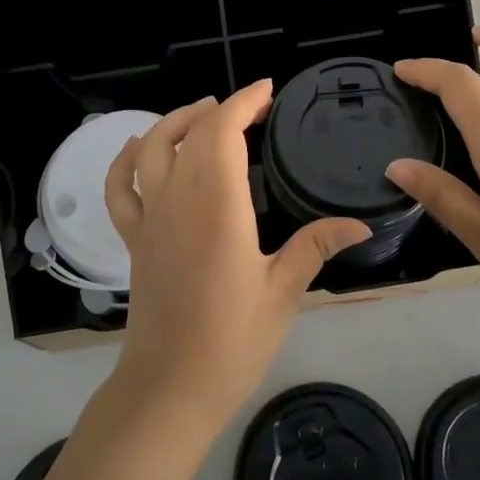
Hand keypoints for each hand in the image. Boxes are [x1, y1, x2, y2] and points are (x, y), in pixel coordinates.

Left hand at [103, 82, 369, 428]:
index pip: (222, 132)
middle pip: (191, 133)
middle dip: (221, 109)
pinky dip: (124, 160)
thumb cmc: (232, 341)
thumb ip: (315, 247)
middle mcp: (177, 200)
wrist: (170, 388)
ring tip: (203, 112)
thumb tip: (361, 224)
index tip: (267, 91)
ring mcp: (149, 218)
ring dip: (175, 121)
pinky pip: (119, 189)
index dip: (243, 102)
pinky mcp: (134, 239)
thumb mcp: (283, 292)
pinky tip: (138, 147)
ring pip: (150, 149)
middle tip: (254, 109)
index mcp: (217, 206)